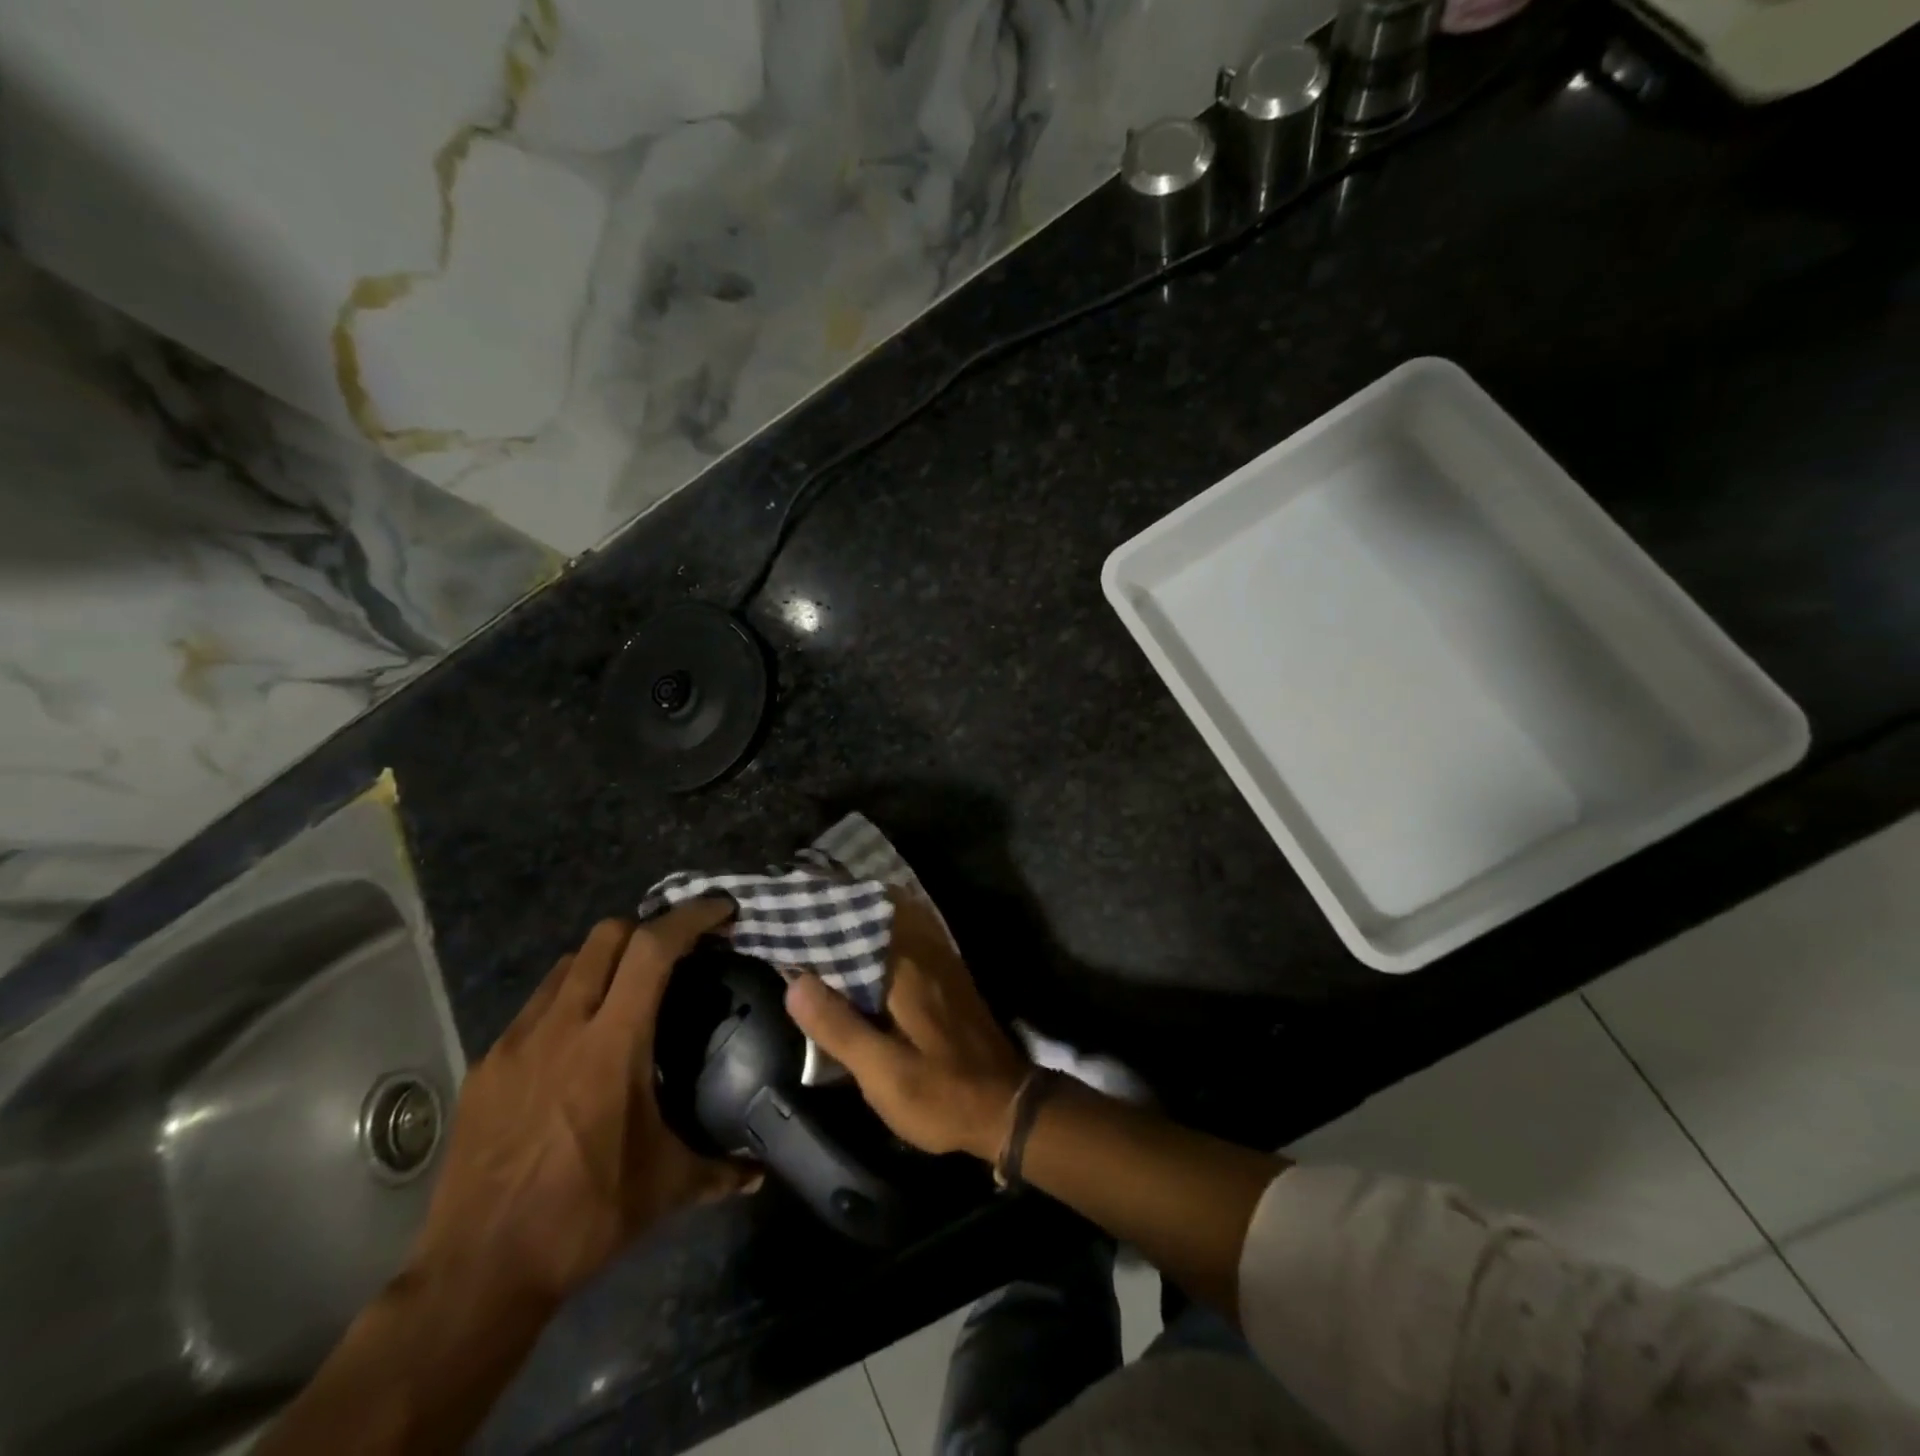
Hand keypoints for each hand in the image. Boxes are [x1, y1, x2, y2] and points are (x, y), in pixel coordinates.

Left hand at [411, 903, 756, 1308]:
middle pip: (606, 937)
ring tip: (631, 989)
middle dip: (649, 929)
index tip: (721, 911)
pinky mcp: (486, 1067)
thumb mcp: (664, 1188)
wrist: (476, 1274)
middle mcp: (561, 1027)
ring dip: (606, 961)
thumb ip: (720, 1169)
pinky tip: (580, 1040)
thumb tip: (760, 1172)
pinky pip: (536, 1005)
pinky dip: (569, 999)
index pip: (652, 949)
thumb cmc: (583, 1217)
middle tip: (679, 951)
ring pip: (567, 965)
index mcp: (611, 1044)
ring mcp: (515, 1043)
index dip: (690, 918)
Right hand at [785, 895, 1028, 1161]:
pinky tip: (862, 954)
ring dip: (861, 921)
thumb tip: (795, 981)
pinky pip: (909, 940)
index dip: (823, 913)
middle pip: (877, 914)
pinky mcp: (948, 977)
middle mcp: (926, 953)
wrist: (1006, 1107)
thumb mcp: (882, 1072)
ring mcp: (942, 962)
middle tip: (799, 916)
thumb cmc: (941, 1093)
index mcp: (907, 968)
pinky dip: (882, 937)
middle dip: (839, 911)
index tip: (790, 910)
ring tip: (823, 928)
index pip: (859, 920)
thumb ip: (838, 1027)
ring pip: (895, 924)